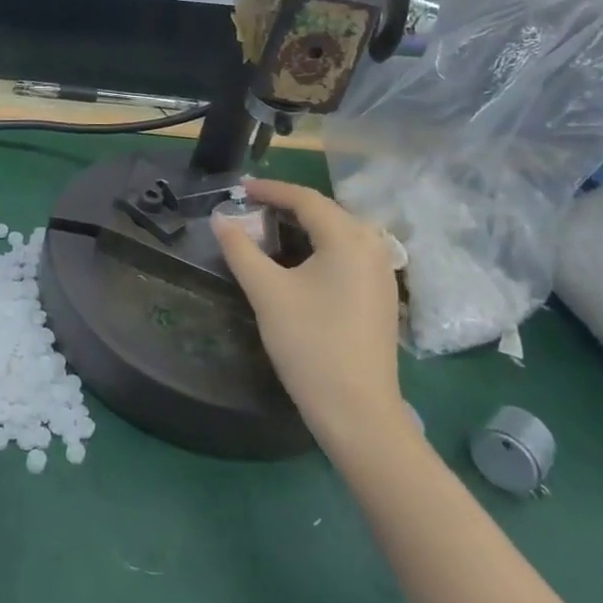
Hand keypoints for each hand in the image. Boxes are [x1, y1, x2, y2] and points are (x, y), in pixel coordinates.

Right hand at [213, 178, 409, 450]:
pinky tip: (300, 261)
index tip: (240, 189)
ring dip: (305, 226)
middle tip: (251, 207)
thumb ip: (240, 249)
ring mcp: (382, 272)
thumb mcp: (267, 292)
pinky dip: (321, 246)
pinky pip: (349, 254)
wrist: (358, 412)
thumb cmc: (310, 344)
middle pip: (326, 211)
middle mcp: (372, 246)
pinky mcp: (382, 295)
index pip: (305, 199)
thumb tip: (219, 218)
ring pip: (339, 233)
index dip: (270, 190)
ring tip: (270, 229)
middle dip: (287, 205)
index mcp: (347, 238)